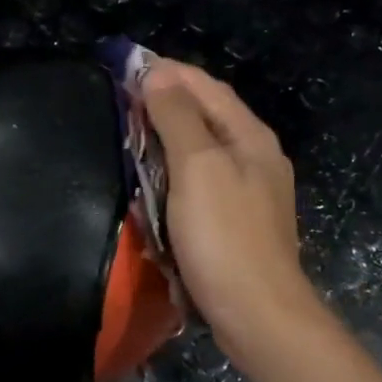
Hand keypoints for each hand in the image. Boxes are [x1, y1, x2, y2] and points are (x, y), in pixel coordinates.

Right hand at [143, 59, 322, 361]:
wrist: (258, 316)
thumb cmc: (225, 236)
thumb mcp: (198, 167)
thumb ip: (178, 117)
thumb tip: (158, 74)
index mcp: (250, 136)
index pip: (206, 87)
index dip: (168, 71)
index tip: (126, 65)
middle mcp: (255, 157)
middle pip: (207, 115)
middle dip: (166, 101)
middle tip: (122, 98)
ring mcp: (249, 192)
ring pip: (203, 149)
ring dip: (169, 135)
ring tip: (132, 131)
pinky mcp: (237, 222)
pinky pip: (201, 181)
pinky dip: (175, 171)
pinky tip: (154, 180)